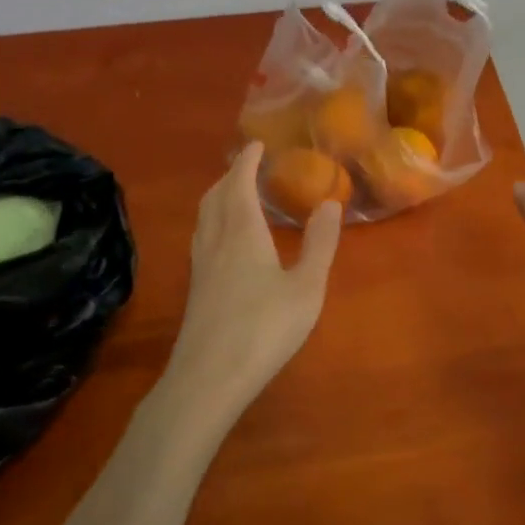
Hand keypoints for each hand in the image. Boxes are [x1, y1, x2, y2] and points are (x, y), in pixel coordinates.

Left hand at [163, 143, 342, 425]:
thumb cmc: (263, 328)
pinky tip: (226, 242)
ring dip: (218, 197)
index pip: (238, 183)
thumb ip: (319, 244)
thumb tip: (329, 203)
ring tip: (235, 196)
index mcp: (242, 232)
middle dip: (229, 176)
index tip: (256, 145)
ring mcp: (200, 266)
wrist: (207, 379)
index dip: (246, 161)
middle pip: (215, 196)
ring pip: (204, 218)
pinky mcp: (195, 289)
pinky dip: (214, 221)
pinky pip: (202, 237)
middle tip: (247, 167)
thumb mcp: (306, 288)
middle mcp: (216, 241)